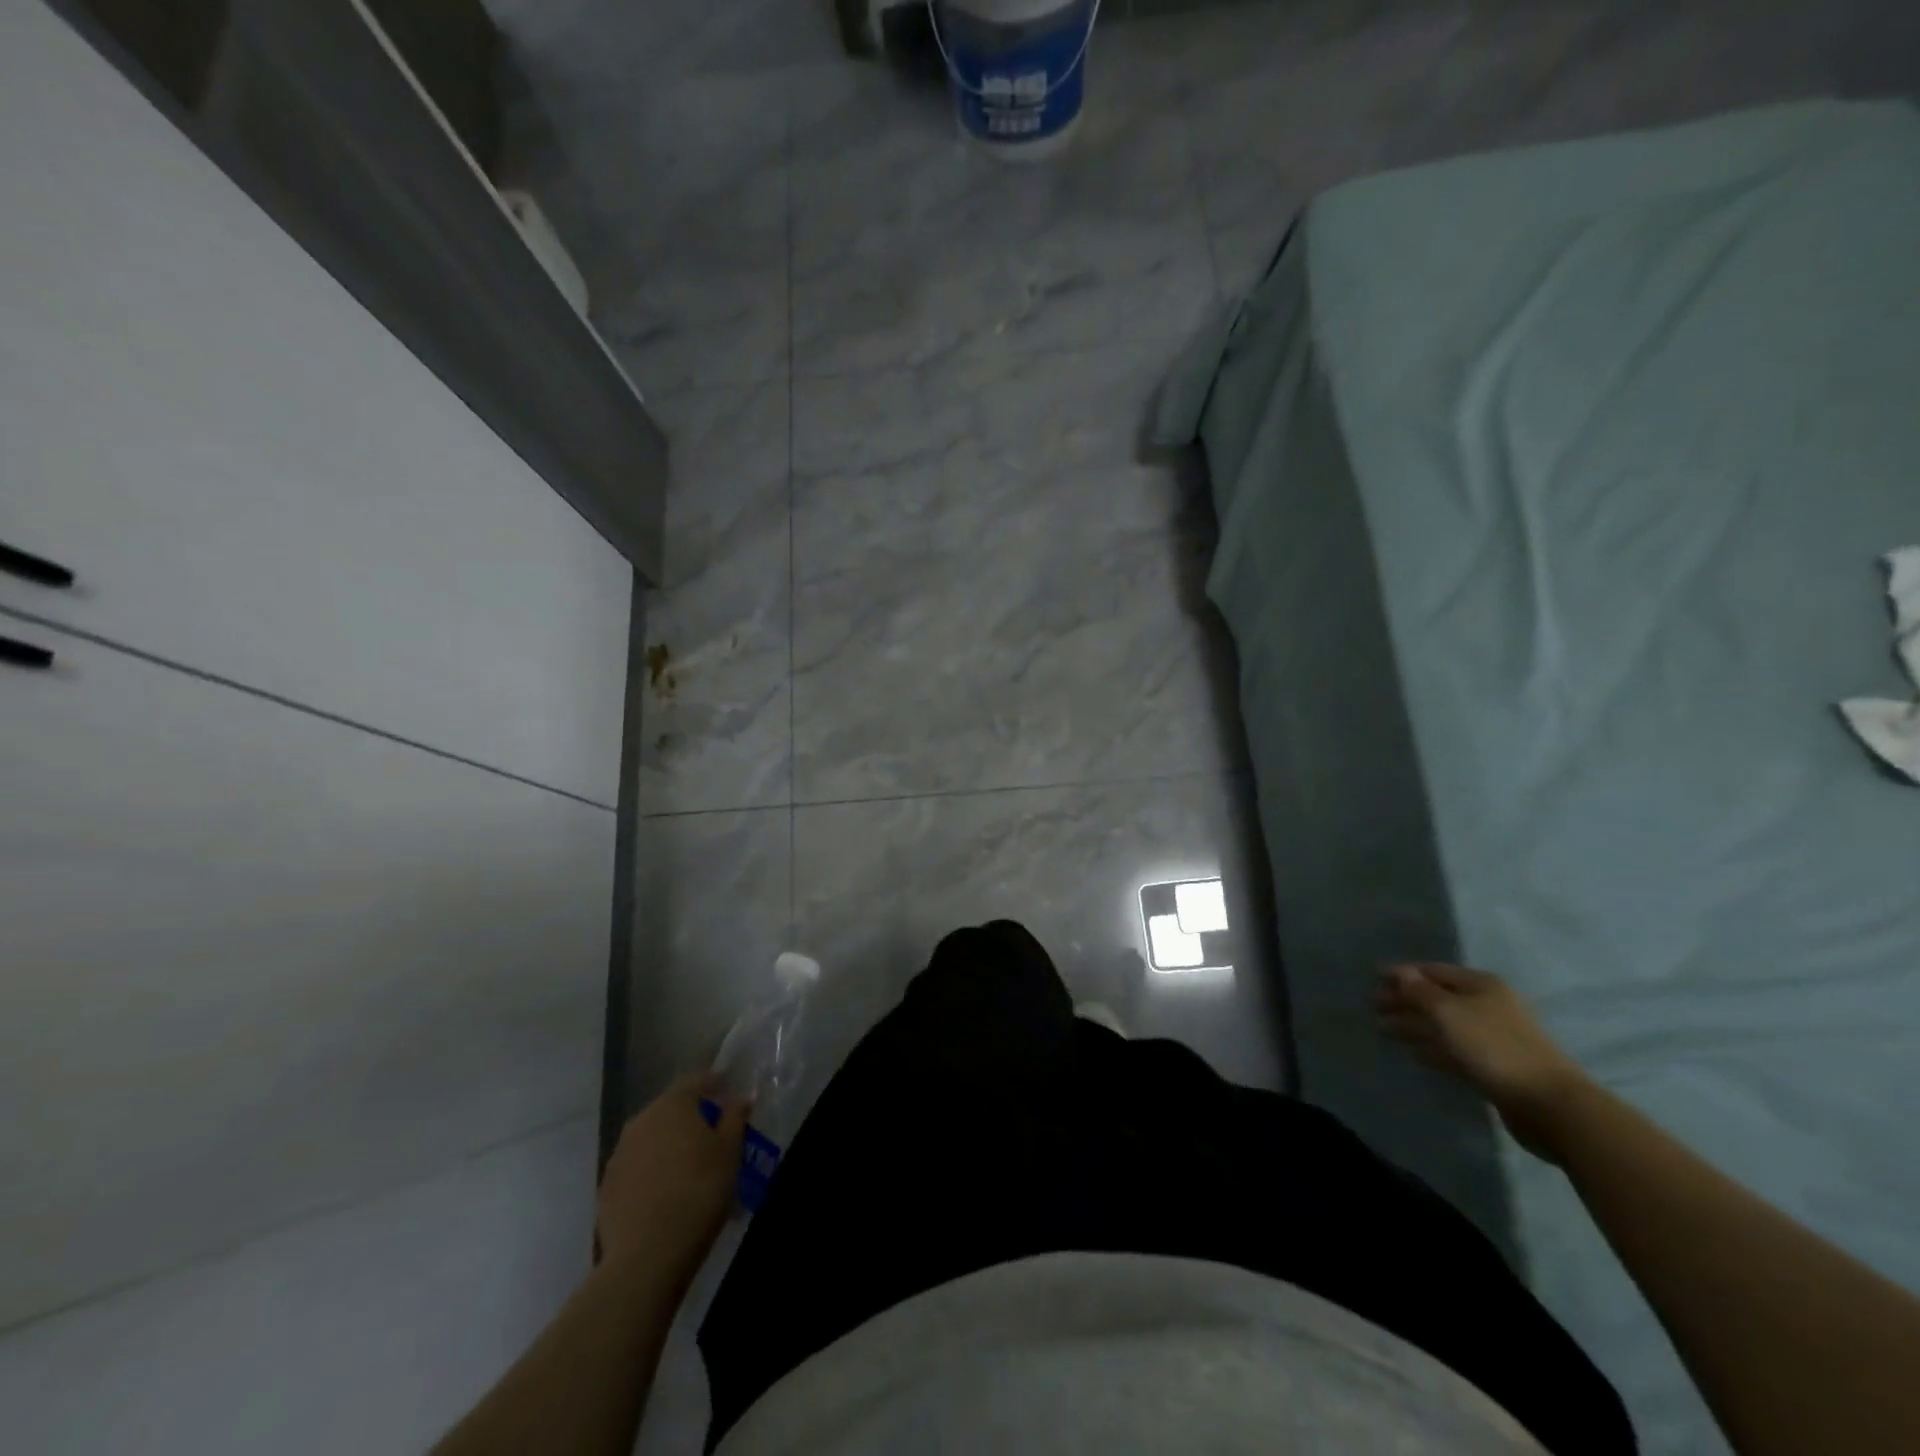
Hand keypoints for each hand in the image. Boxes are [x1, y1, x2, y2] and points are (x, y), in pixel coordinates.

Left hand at [597, 1074, 747, 1273]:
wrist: (648, 1254)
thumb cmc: (699, 1190)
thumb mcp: (730, 1151)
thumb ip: (735, 1118)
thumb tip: (740, 1099)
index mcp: (673, 1104)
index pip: (696, 1081)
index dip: (714, 1084)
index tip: (728, 1091)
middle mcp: (641, 1120)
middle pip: (671, 1109)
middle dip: (691, 1116)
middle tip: (712, 1133)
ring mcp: (619, 1154)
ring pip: (651, 1138)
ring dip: (669, 1144)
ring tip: (689, 1165)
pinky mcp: (606, 1187)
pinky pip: (636, 1167)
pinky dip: (652, 1171)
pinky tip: (665, 1191)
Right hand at [1373, 963, 1590, 1161]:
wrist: (1550, 1105)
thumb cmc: (1495, 1047)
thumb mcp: (1450, 1013)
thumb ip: (1421, 992)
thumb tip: (1401, 973)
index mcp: (1482, 986)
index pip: (1434, 972)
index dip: (1403, 973)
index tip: (1374, 978)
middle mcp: (1488, 1007)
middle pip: (1437, 998)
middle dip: (1405, 1001)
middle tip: (1373, 1007)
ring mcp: (1492, 1038)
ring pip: (1443, 1026)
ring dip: (1414, 1026)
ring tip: (1383, 1030)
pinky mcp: (1493, 1067)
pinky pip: (1454, 1051)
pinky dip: (1432, 1049)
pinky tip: (1413, 1054)